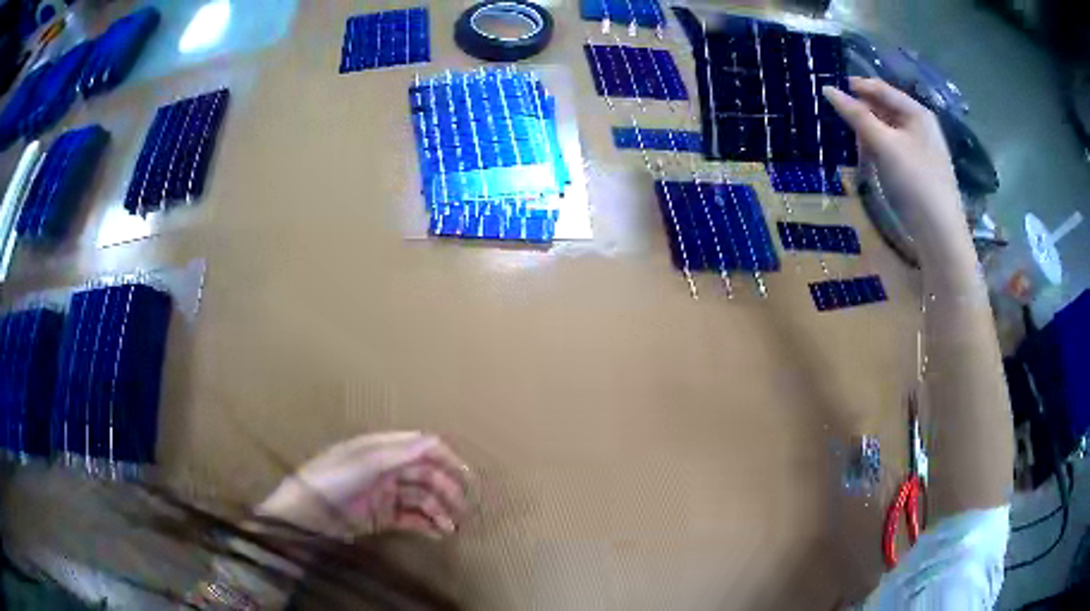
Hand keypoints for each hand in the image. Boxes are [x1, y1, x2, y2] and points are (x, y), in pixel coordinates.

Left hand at [256, 432, 470, 540]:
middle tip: (464, 508)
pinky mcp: (384, 517)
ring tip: (453, 526)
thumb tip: (434, 440)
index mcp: (383, 449)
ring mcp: (386, 494)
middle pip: (426, 475)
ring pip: (422, 498)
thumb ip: (400, 453)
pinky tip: (439, 532)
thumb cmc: (333, 479)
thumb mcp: (365, 463)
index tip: (465, 474)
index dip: (444, 457)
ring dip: (440, 509)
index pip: (421, 447)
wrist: (307, 514)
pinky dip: (428, 524)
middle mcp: (388, 468)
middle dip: (446, 489)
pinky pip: (413, 517)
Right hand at [823, 78, 968, 259]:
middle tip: (837, 113)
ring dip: (870, 130)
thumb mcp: (884, 144)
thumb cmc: (915, 181)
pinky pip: (895, 149)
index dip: (857, 86)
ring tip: (849, 135)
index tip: (830, 87)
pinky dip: (879, 148)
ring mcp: (923, 151)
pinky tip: (869, 157)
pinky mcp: (920, 172)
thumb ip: (856, 116)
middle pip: (887, 109)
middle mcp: (922, 127)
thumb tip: (828, 89)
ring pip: (890, 130)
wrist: (940, 234)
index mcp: (918, 113)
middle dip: (863, 109)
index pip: (883, 89)